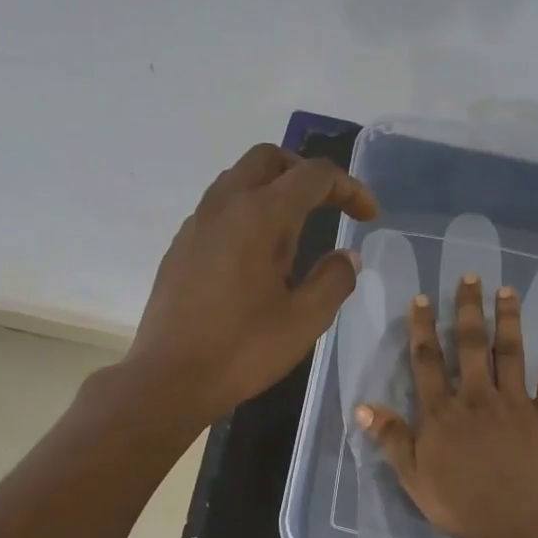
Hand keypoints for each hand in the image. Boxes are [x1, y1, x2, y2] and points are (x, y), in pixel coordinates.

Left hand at [126, 143, 378, 424]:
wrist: (168, 378)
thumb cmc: (242, 349)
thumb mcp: (305, 320)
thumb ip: (334, 279)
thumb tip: (346, 257)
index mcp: (260, 215)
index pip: (313, 175)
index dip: (350, 188)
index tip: (369, 216)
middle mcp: (225, 205)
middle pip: (269, 159)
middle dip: (306, 174)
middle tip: (329, 206)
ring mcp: (197, 223)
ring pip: (239, 179)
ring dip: (273, 188)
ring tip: (294, 232)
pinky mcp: (180, 245)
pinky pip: (219, 207)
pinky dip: (247, 211)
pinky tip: (256, 255)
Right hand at [354, 274, 537, 537]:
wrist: (524, 524)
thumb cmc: (464, 506)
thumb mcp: (414, 479)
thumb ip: (391, 439)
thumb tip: (362, 404)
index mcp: (443, 413)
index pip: (427, 362)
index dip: (422, 328)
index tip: (421, 298)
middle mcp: (478, 397)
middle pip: (471, 346)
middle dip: (469, 309)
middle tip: (470, 276)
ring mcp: (516, 404)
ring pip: (511, 353)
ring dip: (509, 320)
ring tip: (507, 291)